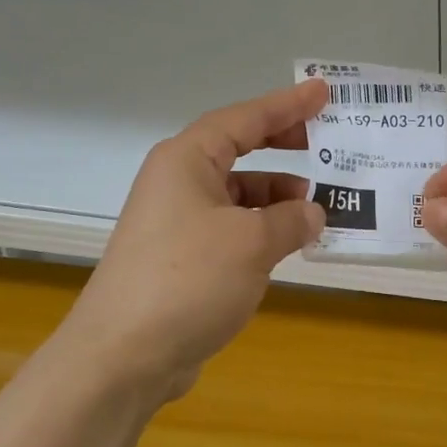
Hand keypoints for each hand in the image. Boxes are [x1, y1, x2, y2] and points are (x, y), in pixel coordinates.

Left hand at [64, 80, 328, 399]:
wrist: (123, 356)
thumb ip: (290, 220)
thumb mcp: (251, 243)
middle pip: (238, 148)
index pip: (245, 118)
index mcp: (187, 159)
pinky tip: (287, 244)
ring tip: (316, 207)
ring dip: (275, 196)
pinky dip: (261, 228)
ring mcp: (176, 221)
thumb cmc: (188, 280)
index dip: (287, 104)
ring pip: (236, 193)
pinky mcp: (181, 257)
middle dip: (282, 145)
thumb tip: (312, 212)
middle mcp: (178, 181)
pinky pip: (231, 227)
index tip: (323, 91)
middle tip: (324, 142)